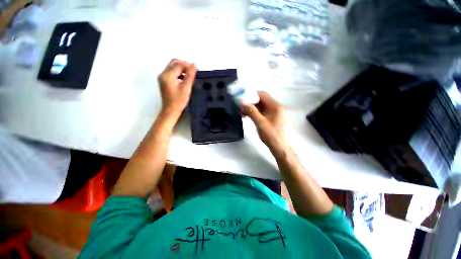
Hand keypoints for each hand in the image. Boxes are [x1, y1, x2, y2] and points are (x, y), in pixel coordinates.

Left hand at [158, 59, 196, 118]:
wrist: (170, 110)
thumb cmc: (179, 101)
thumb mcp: (186, 88)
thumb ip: (190, 75)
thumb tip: (194, 64)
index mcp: (167, 75)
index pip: (178, 65)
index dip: (188, 66)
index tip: (196, 70)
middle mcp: (163, 74)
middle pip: (174, 63)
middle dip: (184, 65)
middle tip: (193, 71)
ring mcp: (162, 77)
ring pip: (172, 67)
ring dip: (182, 69)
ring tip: (190, 75)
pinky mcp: (164, 81)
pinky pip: (171, 72)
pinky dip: (179, 73)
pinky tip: (184, 79)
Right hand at [241, 91, 287, 155]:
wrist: (280, 148)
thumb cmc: (271, 136)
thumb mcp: (260, 123)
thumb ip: (251, 111)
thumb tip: (242, 102)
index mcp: (275, 106)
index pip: (262, 94)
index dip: (251, 95)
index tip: (242, 99)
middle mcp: (276, 107)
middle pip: (261, 100)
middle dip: (250, 102)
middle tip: (240, 107)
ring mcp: (274, 113)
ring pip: (261, 106)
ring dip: (251, 108)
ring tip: (242, 113)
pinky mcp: (272, 117)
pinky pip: (262, 112)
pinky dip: (255, 112)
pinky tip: (248, 116)